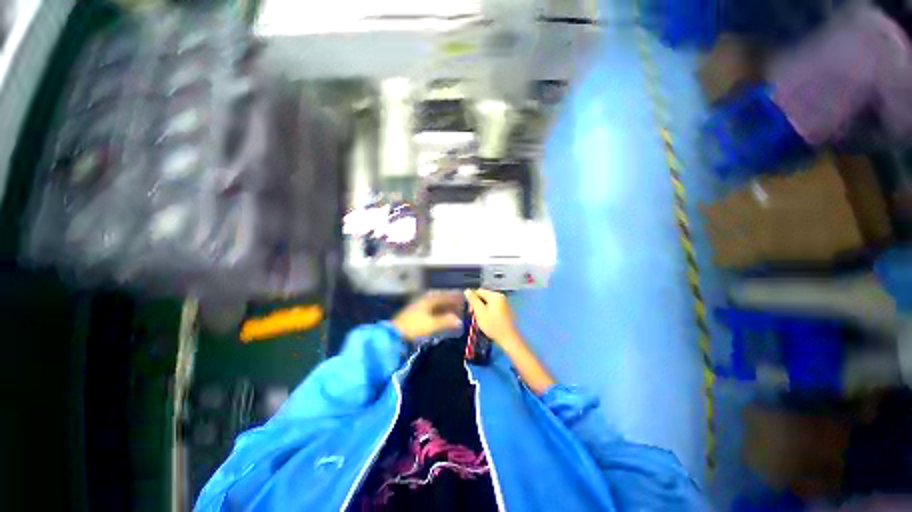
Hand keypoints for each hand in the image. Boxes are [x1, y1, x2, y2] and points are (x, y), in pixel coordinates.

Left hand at [392, 292, 463, 340]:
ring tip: (454, 314)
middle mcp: (423, 300)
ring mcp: (418, 308)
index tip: (463, 298)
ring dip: (445, 309)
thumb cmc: (414, 327)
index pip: (443, 295)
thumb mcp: (432, 324)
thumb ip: (446, 321)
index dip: (454, 297)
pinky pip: (431, 312)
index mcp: (427, 299)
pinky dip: (439, 314)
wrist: (394, 334)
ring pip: (435, 306)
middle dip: (450, 303)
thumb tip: (459, 320)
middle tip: (460, 307)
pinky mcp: (415, 316)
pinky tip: (443, 320)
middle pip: (440, 300)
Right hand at [464, 289, 522, 348]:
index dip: (472, 299)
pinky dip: (489, 312)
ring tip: (481, 319)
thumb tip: (467, 290)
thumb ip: (473, 300)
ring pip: (489, 302)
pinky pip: (494, 307)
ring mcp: (505, 303)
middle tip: (474, 316)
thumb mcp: (480, 312)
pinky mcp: (506, 311)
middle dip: (477, 304)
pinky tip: (488, 321)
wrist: (509, 338)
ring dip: (483, 309)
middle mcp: (501, 296)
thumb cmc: (493, 325)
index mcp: (495, 295)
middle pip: (484, 296)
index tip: (470, 311)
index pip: (479, 291)